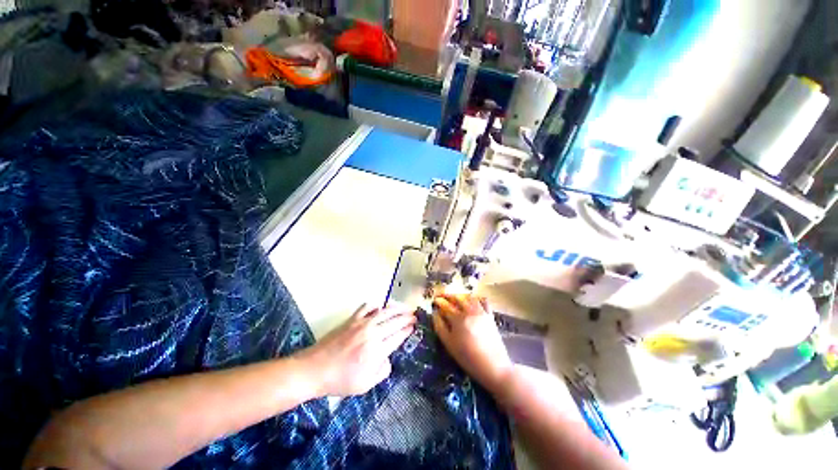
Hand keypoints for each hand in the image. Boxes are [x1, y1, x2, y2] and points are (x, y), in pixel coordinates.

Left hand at [299, 303, 415, 396]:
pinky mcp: (352, 319)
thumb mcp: (365, 385)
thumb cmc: (340, 381)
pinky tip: (381, 306)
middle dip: (407, 317)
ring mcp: (361, 324)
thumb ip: (382, 371)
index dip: (408, 330)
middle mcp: (372, 333)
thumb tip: (389, 358)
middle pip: (395, 321)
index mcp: (377, 351)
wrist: (315, 369)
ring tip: (405, 308)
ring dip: (397, 308)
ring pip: (384, 311)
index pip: (398, 336)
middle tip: (414, 315)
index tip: (414, 326)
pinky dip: (377, 305)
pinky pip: (367, 307)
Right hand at [432, 294, 511, 392]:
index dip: (438, 301)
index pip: (446, 305)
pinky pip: (483, 301)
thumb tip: (435, 313)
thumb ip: (440, 327)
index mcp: (458, 318)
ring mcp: (481, 312)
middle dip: (448, 295)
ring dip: (461, 295)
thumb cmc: (468, 358)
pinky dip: (476, 298)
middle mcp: (469, 311)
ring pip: (469, 297)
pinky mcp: (490, 316)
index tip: (433, 300)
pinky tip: (472, 300)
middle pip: (457, 298)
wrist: (494, 366)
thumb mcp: (449, 344)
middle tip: (442, 296)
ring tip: (455, 297)